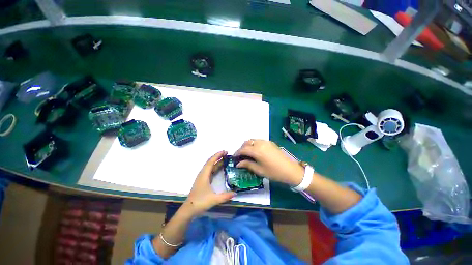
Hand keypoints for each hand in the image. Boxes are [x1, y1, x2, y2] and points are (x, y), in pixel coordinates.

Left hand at [183, 151, 235, 215]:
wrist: (189, 209)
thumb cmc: (200, 202)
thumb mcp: (214, 199)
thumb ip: (225, 196)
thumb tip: (235, 193)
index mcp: (204, 175)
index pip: (211, 162)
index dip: (217, 155)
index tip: (224, 151)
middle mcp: (202, 174)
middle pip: (210, 162)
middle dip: (218, 156)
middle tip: (226, 153)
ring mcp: (202, 177)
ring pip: (210, 166)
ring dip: (216, 161)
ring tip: (224, 158)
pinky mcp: (202, 180)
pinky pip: (210, 170)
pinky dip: (215, 167)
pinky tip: (219, 168)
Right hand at [235, 140, 303, 185]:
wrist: (290, 170)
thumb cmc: (274, 172)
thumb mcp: (259, 170)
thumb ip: (247, 164)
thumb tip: (238, 163)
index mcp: (257, 151)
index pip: (243, 149)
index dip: (237, 153)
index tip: (234, 157)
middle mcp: (260, 143)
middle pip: (247, 142)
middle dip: (241, 148)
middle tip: (240, 156)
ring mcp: (266, 142)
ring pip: (252, 140)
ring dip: (247, 145)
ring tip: (247, 153)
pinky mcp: (270, 142)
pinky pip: (258, 140)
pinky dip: (254, 144)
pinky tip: (255, 151)